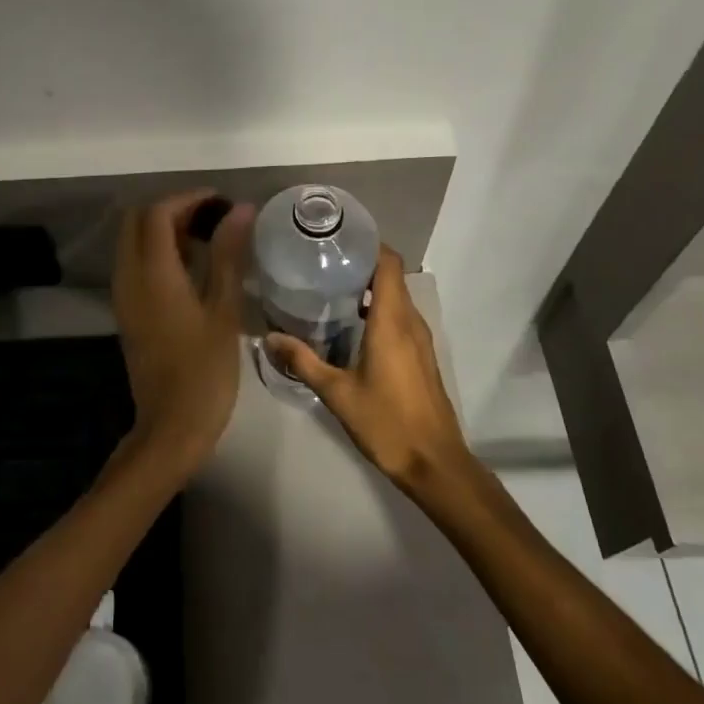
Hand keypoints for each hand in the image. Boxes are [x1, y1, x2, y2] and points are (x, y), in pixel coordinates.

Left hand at [111, 191, 254, 475]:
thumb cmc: (205, 370)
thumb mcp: (224, 309)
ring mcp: (124, 295)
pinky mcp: (127, 311)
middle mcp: (129, 277)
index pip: (158, 213)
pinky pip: (135, 264)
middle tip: (213, 219)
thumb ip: (228, 254)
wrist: (171, 427)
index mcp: (152, 273)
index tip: (221, 203)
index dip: (188, 199)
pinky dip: (158, 252)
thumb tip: (240, 209)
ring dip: (164, 230)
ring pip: (134, 241)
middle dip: (173, 210)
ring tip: (208, 239)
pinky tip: (192, 268)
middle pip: (138, 221)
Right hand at [264, 246, 469, 494]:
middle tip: (322, 262)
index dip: (368, 244)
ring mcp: (420, 340)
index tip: (337, 239)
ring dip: (369, 288)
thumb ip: (303, 361)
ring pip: (396, 298)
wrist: (435, 464)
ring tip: (330, 289)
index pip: (388, 263)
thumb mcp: (337, 392)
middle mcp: (410, 322)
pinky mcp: (421, 356)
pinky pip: (400, 318)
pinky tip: (351, 326)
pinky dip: (378, 310)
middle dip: (360, 264)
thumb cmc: (387, 423)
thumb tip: (269, 338)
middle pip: (391, 276)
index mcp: (392, 320)